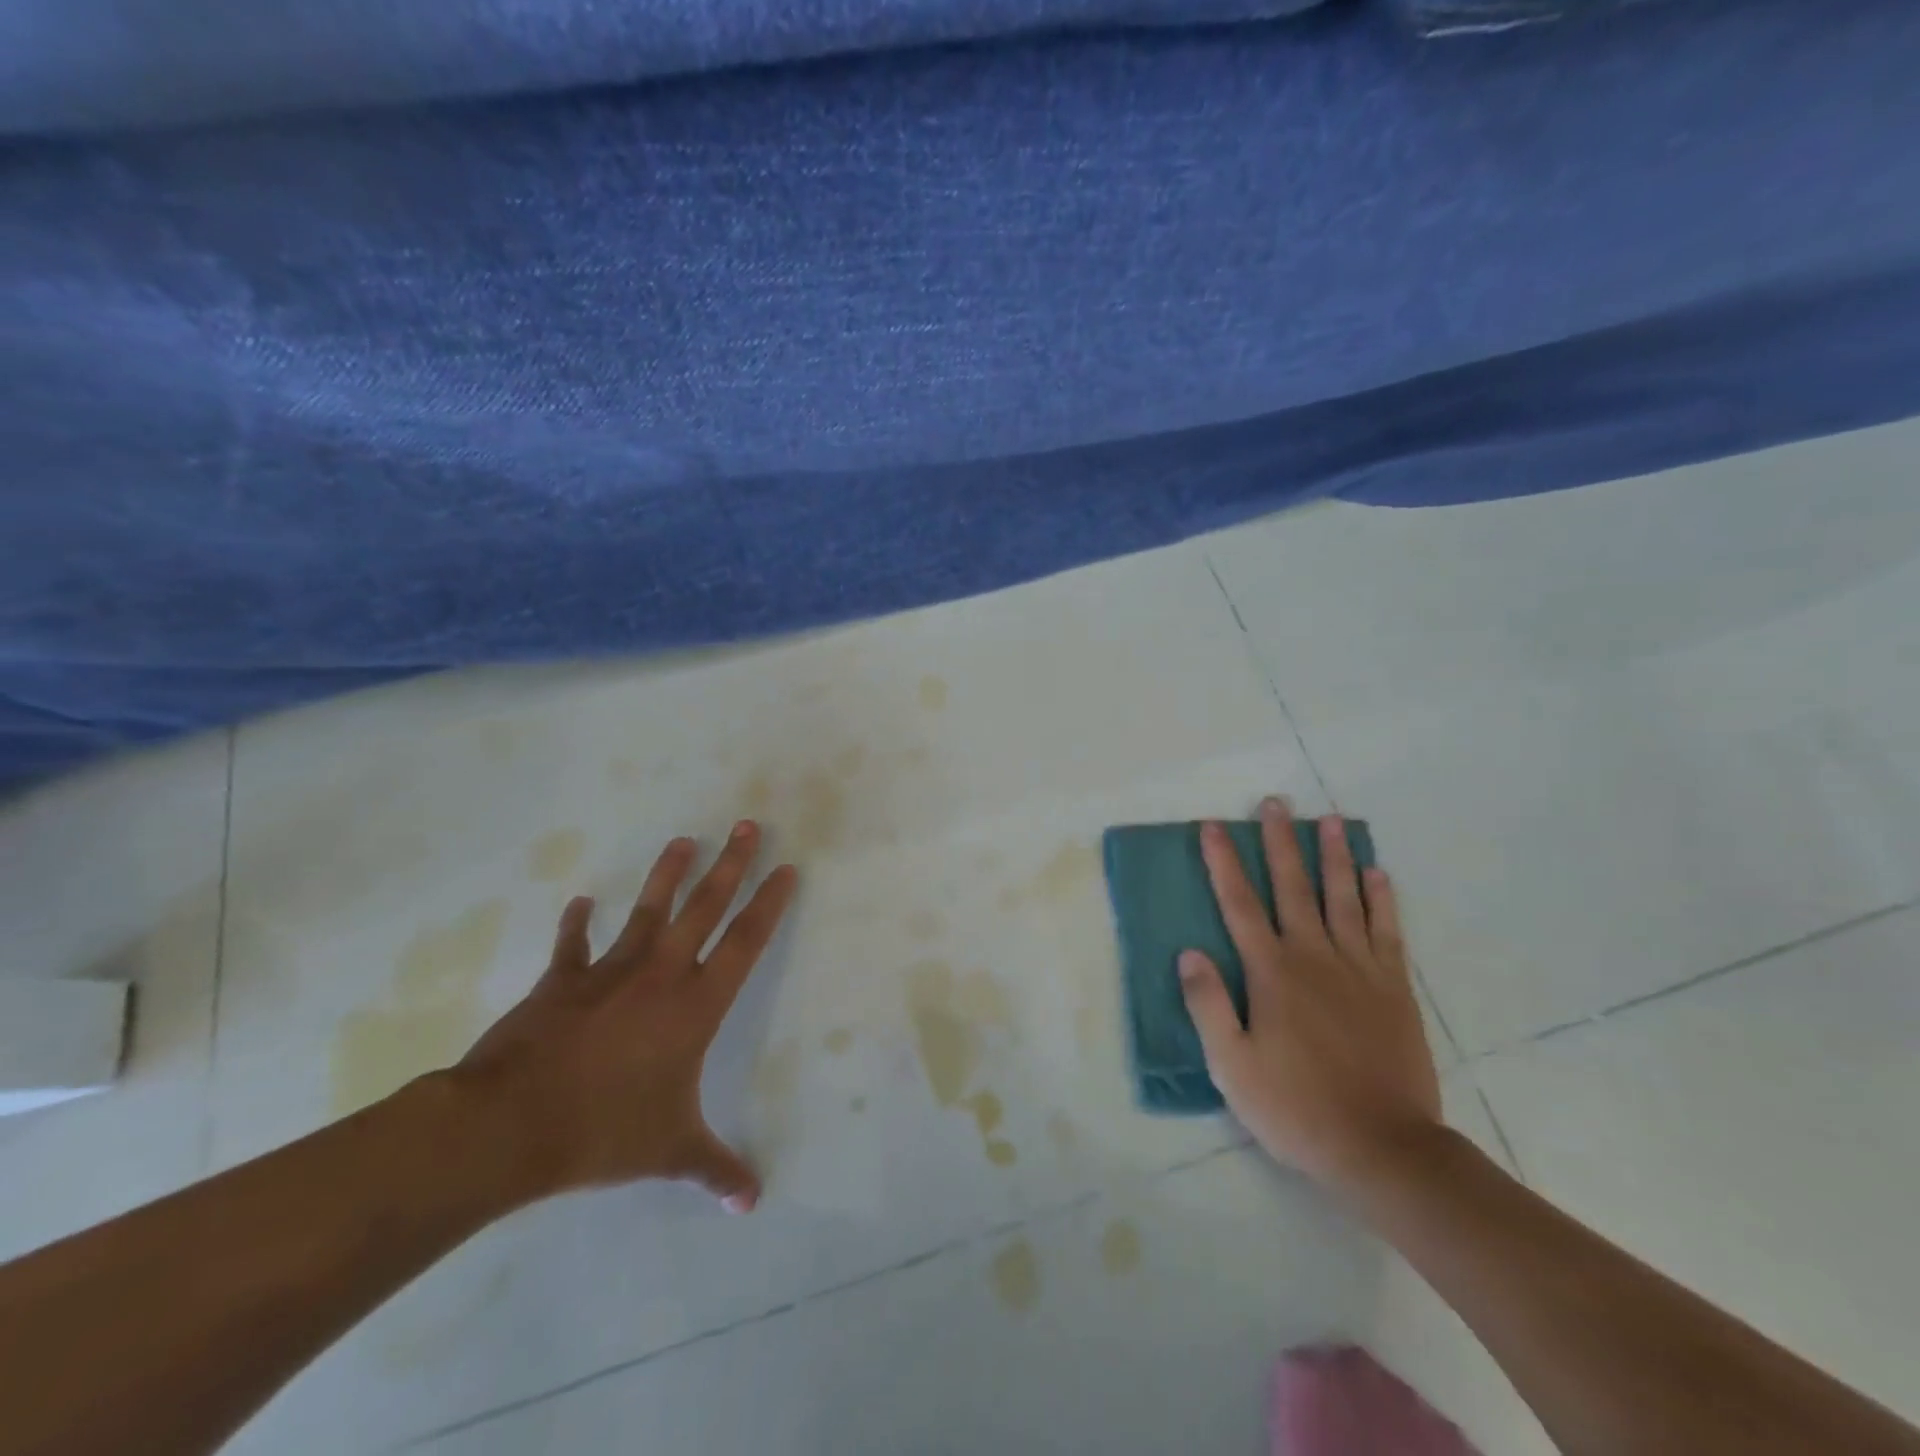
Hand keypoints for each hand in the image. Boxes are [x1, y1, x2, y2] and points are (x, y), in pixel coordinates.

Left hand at [451, 821, 796, 1211]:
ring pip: (648, 911)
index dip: (768, 904)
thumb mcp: (670, 1152)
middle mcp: (661, 977)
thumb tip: (752, 1203)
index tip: (785, 869)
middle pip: (705, 908)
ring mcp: (609, 974)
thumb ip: (714, 1169)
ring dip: (667, 874)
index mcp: (696, 1007)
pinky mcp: (561, 983)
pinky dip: (576, 923)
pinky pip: (572, 946)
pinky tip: (579, 899)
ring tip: (684, 839)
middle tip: (747, 825)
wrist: (510, 1127)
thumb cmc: (604, 1132)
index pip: (745, 943)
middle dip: (731, 865)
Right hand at [1178, 797, 1440, 1192]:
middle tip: (1276, 803)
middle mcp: (1314, 957)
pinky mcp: (1394, 988)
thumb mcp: (1232, 1066)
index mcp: (1272, 972)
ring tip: (1330, 820)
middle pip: (1294, 887)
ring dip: (1334, 856)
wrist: (1384, 1149)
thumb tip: (1189, 953)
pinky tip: (1377, 873)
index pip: (1240, 904)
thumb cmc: (1296, 1107)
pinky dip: (1381, 899)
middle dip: (1280, 842)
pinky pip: (1387, 931)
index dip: (1223, 862)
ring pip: (1344, 898)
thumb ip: (1208, 1005)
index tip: (1212, 827)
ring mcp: (1359, 969)